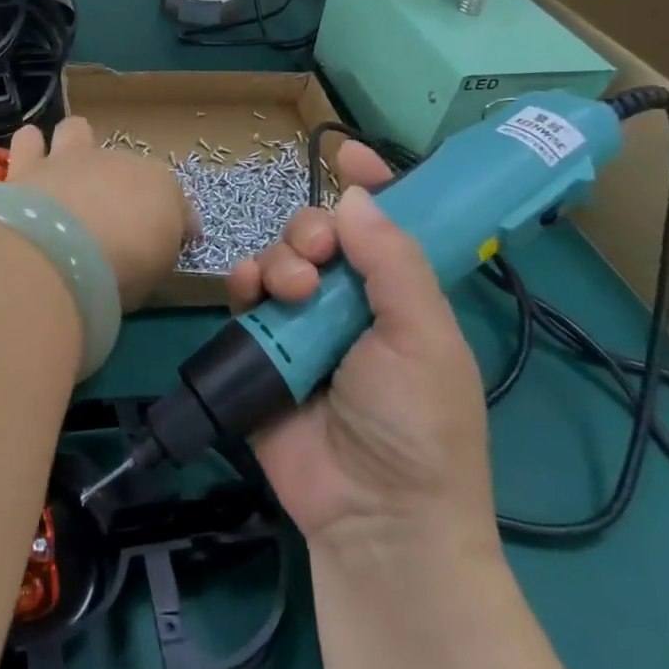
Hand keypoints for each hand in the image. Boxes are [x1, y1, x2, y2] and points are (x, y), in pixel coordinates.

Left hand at [7, 117, 193, 312]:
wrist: (62, 251)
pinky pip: (28, 140)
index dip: (173, 219)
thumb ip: (157, 249)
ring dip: (73, 145)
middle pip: (123, 161)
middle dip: (119, 180)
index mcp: (159, 185)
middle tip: (111, 212)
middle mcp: (116, 161)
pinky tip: (30, 170)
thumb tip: (155, 245)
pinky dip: (31, 150)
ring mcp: (70, 158)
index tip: (168, 243)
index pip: (173, 197)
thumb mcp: (157, 270)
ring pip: (75, 129)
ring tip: (67, 171)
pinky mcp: (28, 164)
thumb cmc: (123, 266)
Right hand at [227, 140, 495, 551]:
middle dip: (312, 230)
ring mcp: (303, 323)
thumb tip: (356, 195)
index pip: (385, 223)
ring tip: (292, 292)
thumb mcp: (424, 338)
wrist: (372, 517)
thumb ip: (394, 262)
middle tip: (318, 256)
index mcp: (399, 294)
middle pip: (321, 233)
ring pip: (280, 256)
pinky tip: (249, 290)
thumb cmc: (417, 425)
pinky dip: (243, 281)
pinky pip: (245, 294)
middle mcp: (351, 301)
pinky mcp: (262, 346)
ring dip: (280, 258)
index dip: (370, 183)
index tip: (346, 151)